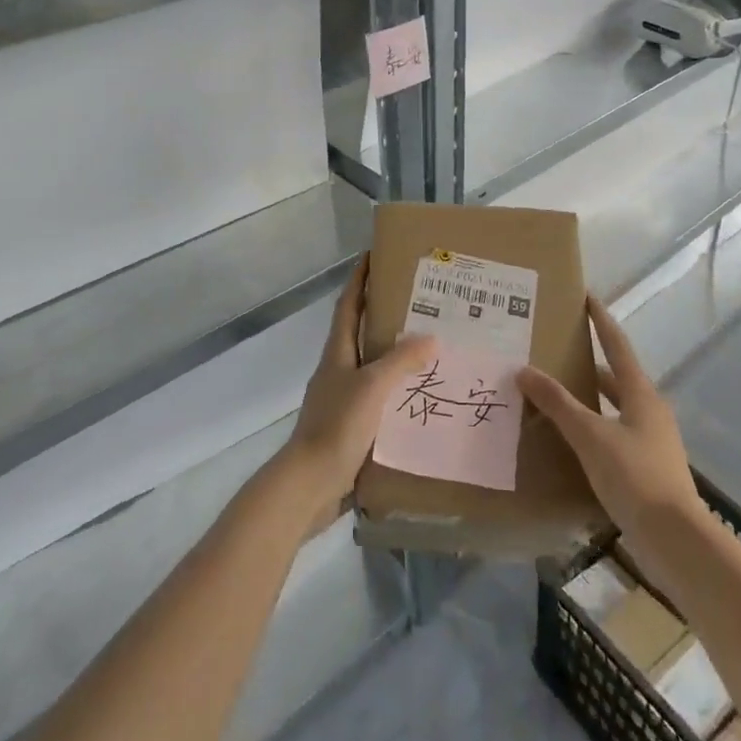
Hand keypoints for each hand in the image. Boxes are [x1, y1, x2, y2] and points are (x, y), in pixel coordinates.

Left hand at [282, 256, 431, 523]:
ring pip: (371, 366)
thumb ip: (400, 361)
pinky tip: (421, 396)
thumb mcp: (372, 387)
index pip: (348, 305)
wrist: (308, 486)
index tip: (374, 254)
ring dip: (394, 353)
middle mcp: (338, 370)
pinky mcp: (350, 427)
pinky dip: (397, 389)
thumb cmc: (336, 427)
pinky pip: (378, 397)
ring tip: (430, 346)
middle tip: (419, 302)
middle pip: (360, 332)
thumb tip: (431, 336)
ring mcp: (342, 399)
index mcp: (337, 353)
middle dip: (383, 313)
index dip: (359, 279)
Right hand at [517, 295, 701, 541]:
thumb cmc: (634, 476)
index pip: (616, 344)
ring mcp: (651, 440)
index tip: (586, 296)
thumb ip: (557, 403)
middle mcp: (649, 409)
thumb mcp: (590, 436)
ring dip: (589, 397)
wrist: (675, 539)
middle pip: (615, 376)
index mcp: (640, 393)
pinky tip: (572, 439)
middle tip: (556, 351)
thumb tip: (524, 370)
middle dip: (588, 362)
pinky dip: (593, 426)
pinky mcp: (647, 467)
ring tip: (556, 394)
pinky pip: (614, 433)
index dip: (600, 320)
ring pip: (614, 406)